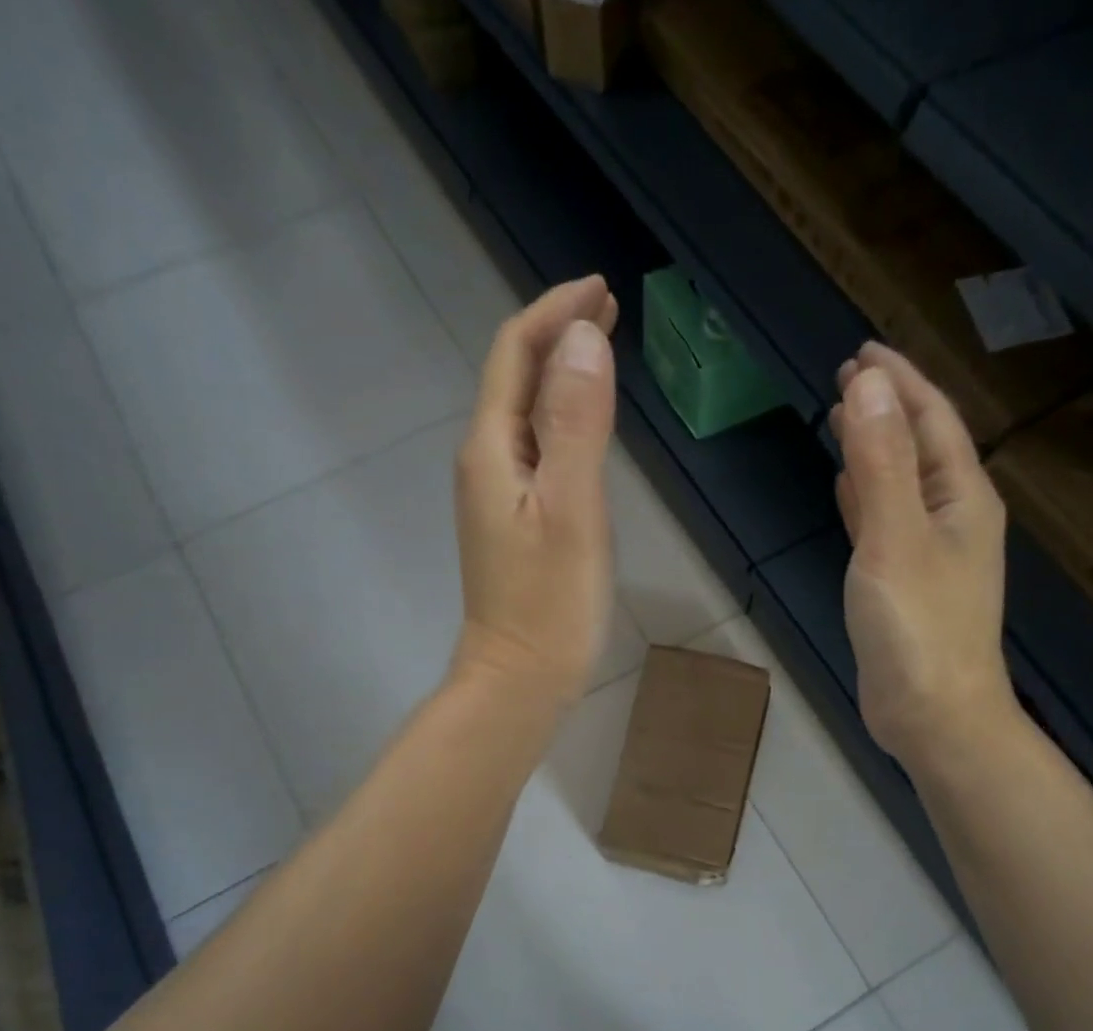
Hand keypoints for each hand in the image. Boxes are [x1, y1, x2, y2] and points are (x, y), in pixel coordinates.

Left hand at [452, 276, 619, 707]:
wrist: (519, 680)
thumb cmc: (549, 603)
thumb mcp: (571, 510)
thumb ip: (576, 425)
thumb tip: (583, 340)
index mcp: (491, 449)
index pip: (514, 355)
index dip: (553, 313)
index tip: (601, 288)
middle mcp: (484, 462)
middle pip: (514, 379)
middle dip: (557, 335)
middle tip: (608, 310)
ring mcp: (495, 496)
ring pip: (524, 414)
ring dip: (559, 376)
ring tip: (601, 353)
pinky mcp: (512, 523)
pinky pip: (534, 450)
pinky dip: (561, 420)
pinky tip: (584, 426)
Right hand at [830, 342, 1020, 770]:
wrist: (933, 715)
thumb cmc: (918, 627)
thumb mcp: (895, 538)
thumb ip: (881, 464)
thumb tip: (869, 386)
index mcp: (962, 498)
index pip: (933, 420)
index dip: (900, 381)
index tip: (862, 352)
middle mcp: (951, 518)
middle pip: (919, 447)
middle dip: (887, 408)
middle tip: (847, 378)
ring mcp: (928, 554)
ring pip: (899, 484)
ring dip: (874, 450)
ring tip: (842, 420)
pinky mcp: (903, 586)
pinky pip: (883, 523)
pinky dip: (865, 498)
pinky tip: (846, 488)